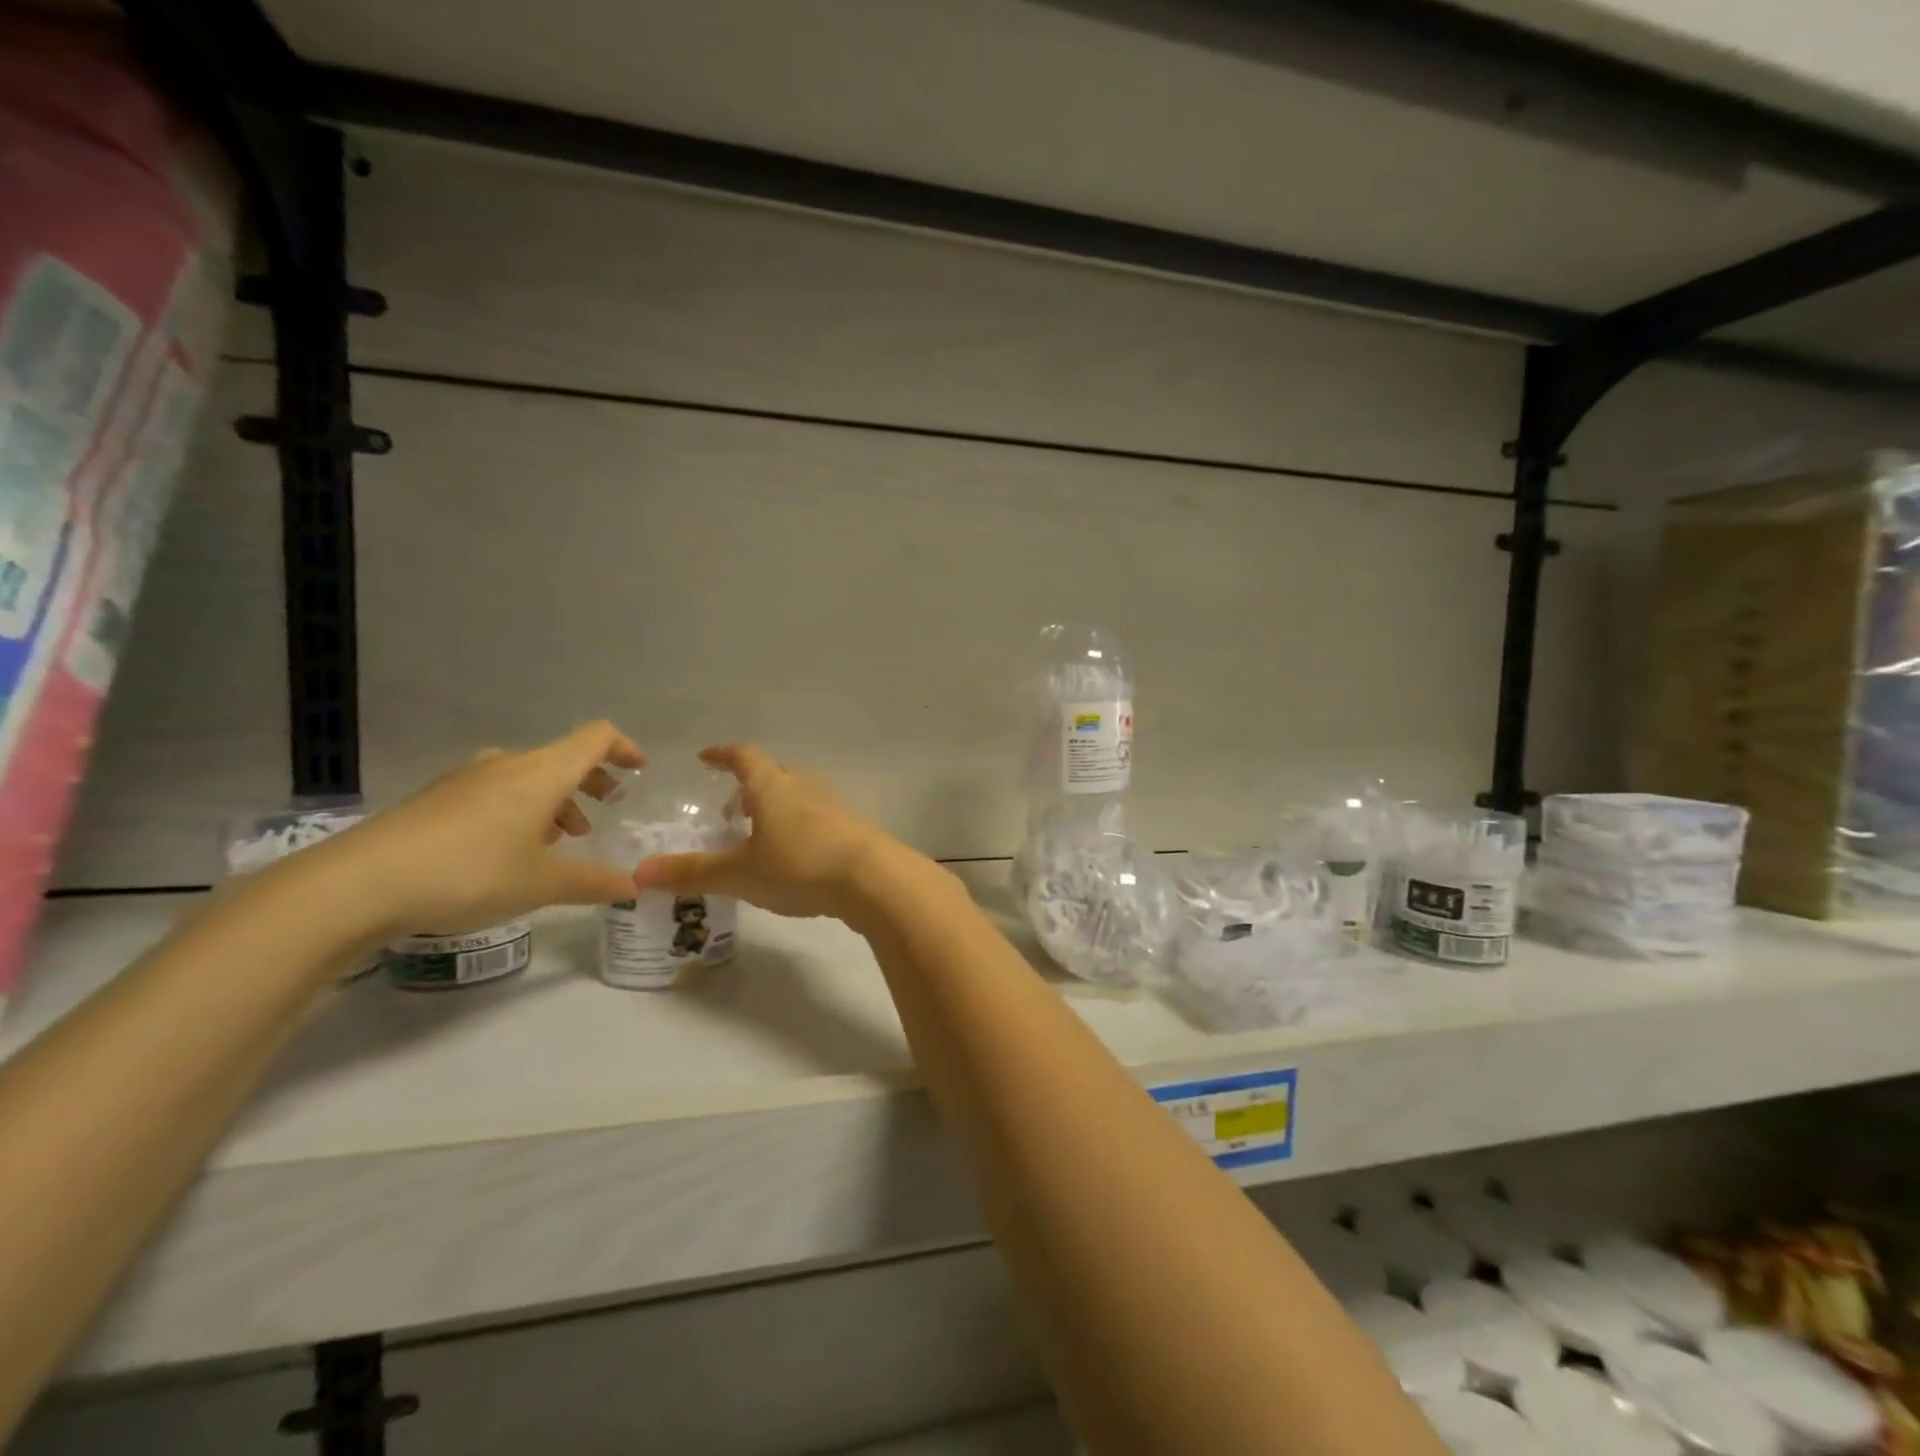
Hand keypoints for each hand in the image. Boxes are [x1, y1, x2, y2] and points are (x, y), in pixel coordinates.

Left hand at [295, 721, 647, 940]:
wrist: (357, 885)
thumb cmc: (470, 872)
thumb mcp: (542, 884)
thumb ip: (594, 882)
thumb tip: (633, 887)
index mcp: (542, 773)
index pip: (596, 738)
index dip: (625, 748)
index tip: (640, 770)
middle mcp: (506, 765)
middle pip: (562, 758)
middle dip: (591, 781)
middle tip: (604, 811)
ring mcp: (465, 781)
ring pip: (526, 777)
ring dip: (553, 800)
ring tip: (558, 841)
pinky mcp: (434, 802)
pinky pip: (494, 793)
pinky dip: (518, 811)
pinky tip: (507, 853)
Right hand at [630, 745, 901, 921]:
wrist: (873, 879)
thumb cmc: (799, 866)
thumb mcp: (740, 873)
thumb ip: (692, 873)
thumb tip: (638, 874)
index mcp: (773, 786)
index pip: (744, 757)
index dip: (723, 755)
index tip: (706, 758)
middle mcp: (804, 787)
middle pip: (773, 776)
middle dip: (749, 788)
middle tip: (729, 812)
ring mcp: (833, 806)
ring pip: (797, 797)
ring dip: (776, 809)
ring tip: (759, 837)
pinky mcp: (853, 829)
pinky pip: (817, 819)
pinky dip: (799, 828)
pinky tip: (795, 858)